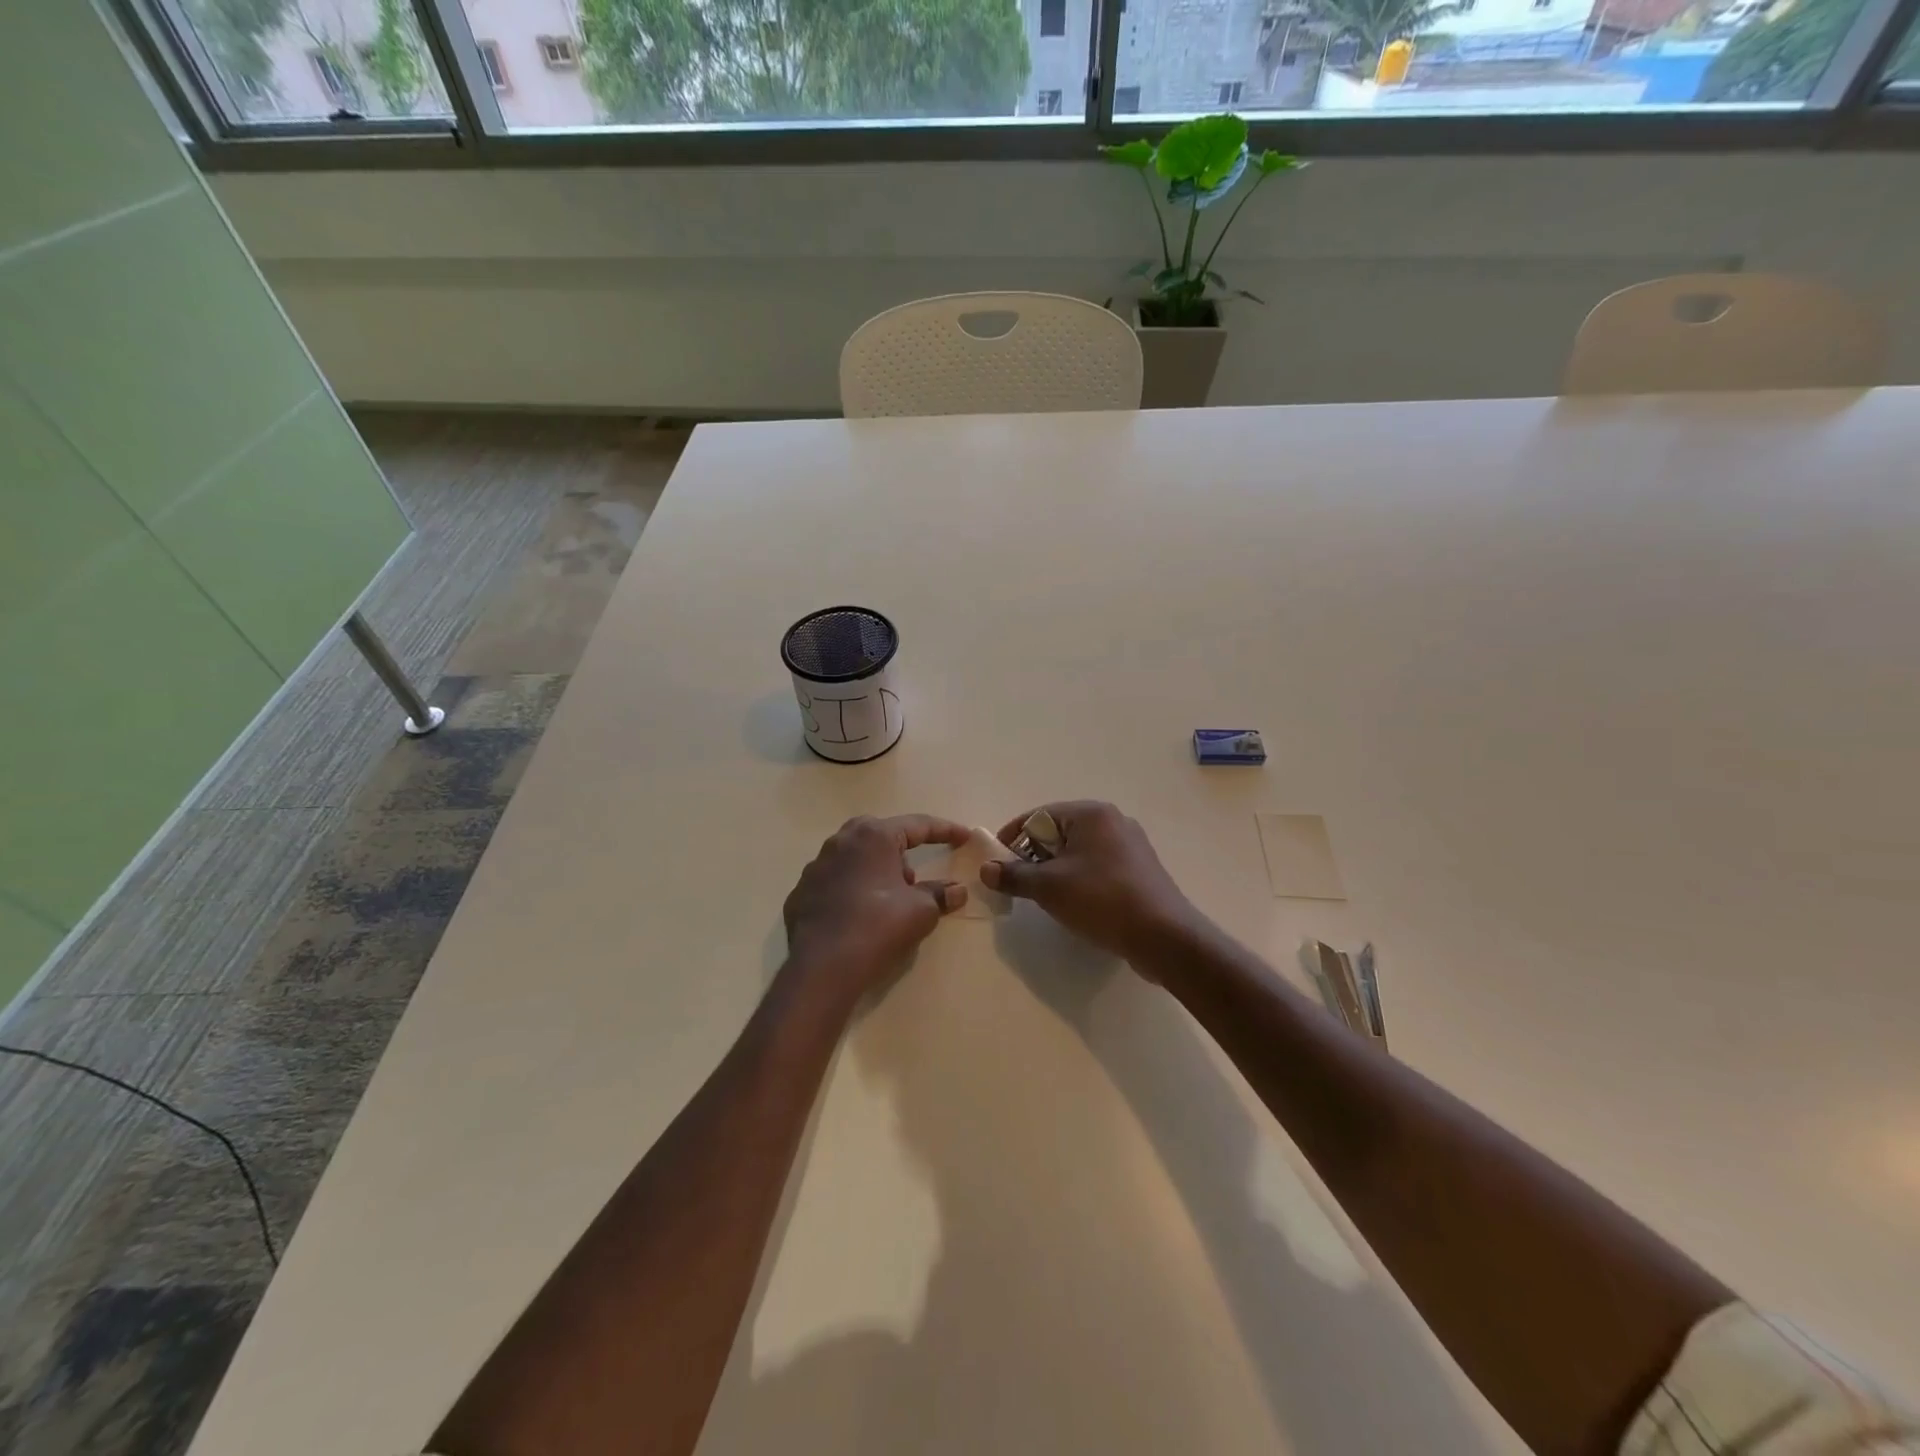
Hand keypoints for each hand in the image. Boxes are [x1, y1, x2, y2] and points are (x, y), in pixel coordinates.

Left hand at [782, 814, 970, 1006]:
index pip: (918, 825)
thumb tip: (957, 891)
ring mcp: (816, 866)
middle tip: (916, 875)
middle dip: (902, 849)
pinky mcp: (801, 893)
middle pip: (880, 835)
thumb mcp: (921, 911)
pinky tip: (860, 914)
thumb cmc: (878, 926)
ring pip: (855, 857)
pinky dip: (852, 890)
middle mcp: (841, 841)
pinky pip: (835, 882)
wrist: (822, 967)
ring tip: (890, 899)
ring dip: (876, 870)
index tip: (965, 836)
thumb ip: (940, 894)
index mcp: (873, 836)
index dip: (945, 830)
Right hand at [981, 801, 1197, 967]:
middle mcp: (1113, 821)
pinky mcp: (1140, 870)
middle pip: (1060, 831)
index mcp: (1092, 814)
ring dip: (1056, 869)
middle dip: (1034, 854)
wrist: (1164, 936)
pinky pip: (1098, 866)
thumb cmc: (1102, 900)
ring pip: (1080, 851)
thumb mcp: (1049, 887)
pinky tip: (1075, 903)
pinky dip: (1079, 878)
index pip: (1039, 815)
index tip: (996, 860)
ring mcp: (1131, 846)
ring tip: (1043, 895)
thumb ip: (1014, 875)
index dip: (1013, 836)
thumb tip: (986, 870)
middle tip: (1018, 881)